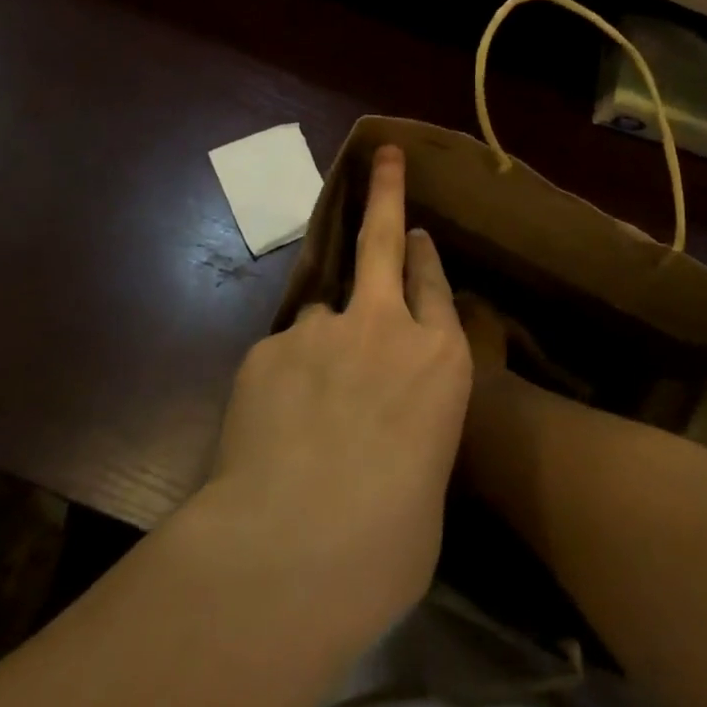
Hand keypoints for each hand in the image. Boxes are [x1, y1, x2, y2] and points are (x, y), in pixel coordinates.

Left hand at [206, 145, 472, 642]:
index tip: (416, 234)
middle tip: (385, 156)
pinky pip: (281, 356)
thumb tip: (388, 440)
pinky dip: (282, 381)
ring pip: (323, 312)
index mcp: (439, 361)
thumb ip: (413, 437)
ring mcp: (321, 331)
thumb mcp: (428, 486)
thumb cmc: (389, 541)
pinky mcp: (267, 350)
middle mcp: (383, 328)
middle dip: (386, 192)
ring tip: (311, 401)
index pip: (434, 286)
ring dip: (324, 339)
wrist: (294, 550)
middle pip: (383, 240)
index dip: (424, 256)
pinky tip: (274, 428)